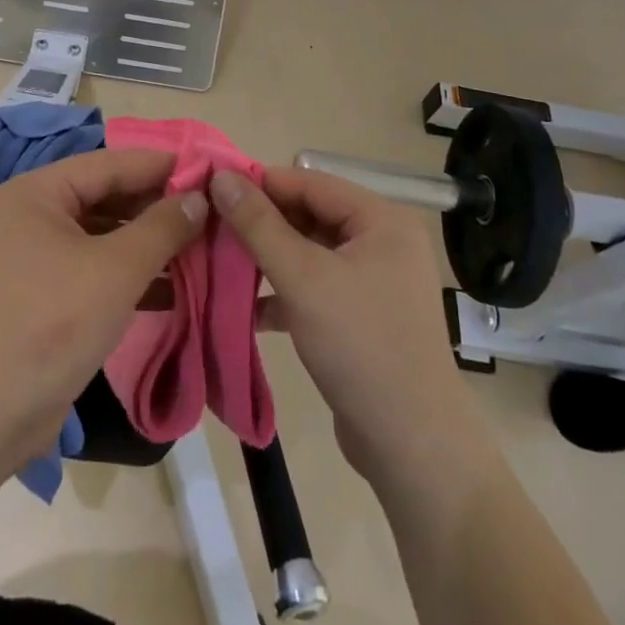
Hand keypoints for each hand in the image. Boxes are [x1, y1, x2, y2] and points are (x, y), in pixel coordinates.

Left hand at [0, 148, 206, 463]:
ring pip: (107, 236)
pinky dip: (134, 275)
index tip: (210, 170)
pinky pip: (99, 269)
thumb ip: (162, 228)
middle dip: (159, 207)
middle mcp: (36, 215)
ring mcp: (40, 257)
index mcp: (39, 192)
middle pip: (109, 197)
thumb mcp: (116, 270)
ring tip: (205, 246)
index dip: (162, 166)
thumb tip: (199, 198)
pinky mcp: (49, 296)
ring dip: (152, 243)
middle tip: (213, 211)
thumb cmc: (51, 323)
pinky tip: (178, 286)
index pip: (111, 164)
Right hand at [212, 165, 477, 482]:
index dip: (262, 183)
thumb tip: (221, 177)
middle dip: (262, 223)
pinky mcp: (362, 318)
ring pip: (310, 254)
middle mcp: (382, 242)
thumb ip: (259, 225)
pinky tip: (246, 308)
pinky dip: (284, 293)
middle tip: (211, 227)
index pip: (311, 183)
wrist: (413, 448)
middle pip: (311, 216)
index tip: (214, 186)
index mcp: (381, 220)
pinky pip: (316, 288)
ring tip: (219, 262)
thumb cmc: (361, 346)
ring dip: (268, 259)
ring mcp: (374, 282)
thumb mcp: (303, 278)